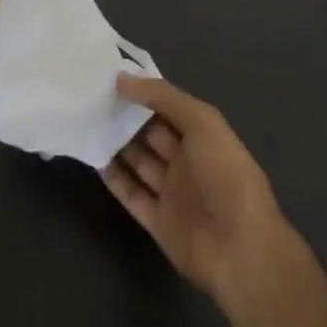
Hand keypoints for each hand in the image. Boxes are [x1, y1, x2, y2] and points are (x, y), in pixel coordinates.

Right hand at [104, 73, 290, 302]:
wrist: (240, 249)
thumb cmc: (225, 175)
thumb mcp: (201, 122)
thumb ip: (162, 96)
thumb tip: (122, 78)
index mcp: (203, 137)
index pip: (168, 107)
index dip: (143, 92)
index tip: (111, 76)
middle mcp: (187, 162)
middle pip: (150, 134)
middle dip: (126, 116)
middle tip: (91, 97)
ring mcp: (172, 194)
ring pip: (138, 162)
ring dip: (116, 144)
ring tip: (86, 121)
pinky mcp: (158, 222)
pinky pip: (131, 195)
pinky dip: (114, 178)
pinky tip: (93, 158)